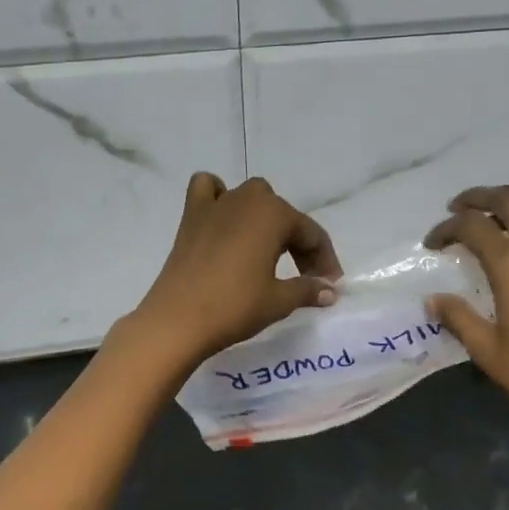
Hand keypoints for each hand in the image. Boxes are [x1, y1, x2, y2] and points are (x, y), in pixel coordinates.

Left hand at [127, 174, 342, 371]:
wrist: (178, 320)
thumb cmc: (235, 306)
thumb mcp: (279, 300)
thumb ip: (309, 289)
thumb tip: (331, 290)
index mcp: (274, 214)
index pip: (311, 233)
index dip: (325, 260)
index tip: (330, 285)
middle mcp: (247, 199)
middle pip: (283, 214)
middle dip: (298, 242)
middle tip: (304, 276)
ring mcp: (216, 204)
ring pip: (251, 197)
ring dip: (265, 217)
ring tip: (268, 250)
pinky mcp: (191, 216)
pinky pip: (208, 189)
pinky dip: (218, 196)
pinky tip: (223, 218)